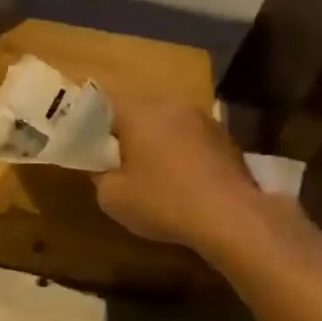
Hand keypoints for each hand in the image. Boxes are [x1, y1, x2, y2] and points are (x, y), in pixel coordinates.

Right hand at [93, 85, 258, 250]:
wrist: (233, 219)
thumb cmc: (163, 201)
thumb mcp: (112, 197)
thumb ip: (100, 176)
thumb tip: (104, 169)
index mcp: (138, 111)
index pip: (104, 102)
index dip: (92, 121)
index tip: (88, 143)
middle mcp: (171, 106)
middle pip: (139, 112)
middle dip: (127, 132)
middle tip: (118, 160)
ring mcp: (204, 120)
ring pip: (168, 125)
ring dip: (158, 142)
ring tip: (153, 173)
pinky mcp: (226, 140)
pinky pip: (192, 140)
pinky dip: (183, 154)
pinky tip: (183, 182)